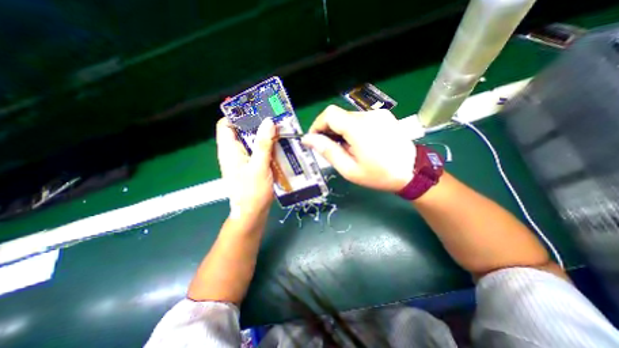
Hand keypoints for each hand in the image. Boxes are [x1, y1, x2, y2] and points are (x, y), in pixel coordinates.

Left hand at [216, 118, 276, 218]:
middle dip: (256, 125)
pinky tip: (279, 147)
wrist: (252, 214)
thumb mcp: (259, 166)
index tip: (254, 110)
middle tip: (273, 119)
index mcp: (229, 150)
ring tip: (279, 131)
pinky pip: (258, 152)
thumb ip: (263, 144)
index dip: (237, 116)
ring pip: (251, 143)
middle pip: (241, 132)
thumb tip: (268, 121)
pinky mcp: (251, 167)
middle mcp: (234, 153)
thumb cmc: (252, 192)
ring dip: (264, 137)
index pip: (225, 125)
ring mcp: (243, 161)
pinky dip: (267, 148)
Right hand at [302, 106, 414, 193]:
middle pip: (338, 115)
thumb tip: (308, 139)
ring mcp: (378, 114)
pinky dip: (352, 128)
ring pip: (348, 117)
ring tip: (346, 148)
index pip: (329, 114)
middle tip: (330, 148)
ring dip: (340, 130)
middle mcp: (368, 115)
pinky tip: (357, 142)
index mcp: (358, 129)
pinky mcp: (383, 116)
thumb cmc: (378, 175)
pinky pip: (360, 118)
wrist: (411, 172)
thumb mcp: (349, 169)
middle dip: (328, 130)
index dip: (317, 124)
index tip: (315, 140)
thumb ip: (328, 151)